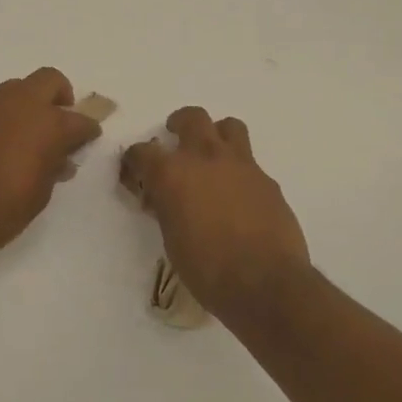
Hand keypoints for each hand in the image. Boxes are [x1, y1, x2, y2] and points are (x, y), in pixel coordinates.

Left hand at [0, 67, 102, 257]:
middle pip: (50, 80)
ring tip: (31, 134)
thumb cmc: (4, 209)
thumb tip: (60, 156)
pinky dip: (6, 118)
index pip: (79, 120)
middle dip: (61, 97)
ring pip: (19, 89)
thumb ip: (54, 166)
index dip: (88, 130)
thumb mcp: (42, 192)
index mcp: (47, 124)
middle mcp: (20, 105)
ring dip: (30, 104)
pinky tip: (3, 145)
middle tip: (61, 120)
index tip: (88, 139)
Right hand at [119, 107, 309, 319]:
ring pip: (228, 126)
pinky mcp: (267, 179)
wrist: (265, 283)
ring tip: (212, 154)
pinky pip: (249, 161)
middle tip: (175, 138)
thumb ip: (167, 208)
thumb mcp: (172, 240)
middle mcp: (205, 158)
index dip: (134, 160)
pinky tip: (238, 193)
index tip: (134, 171)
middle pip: (191, 118)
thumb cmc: (207, 270)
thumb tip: (164, 198)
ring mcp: (241, 165)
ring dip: (216, 134)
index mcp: (172, 174)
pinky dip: (238, 169)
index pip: (142, 152)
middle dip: (179, 124)